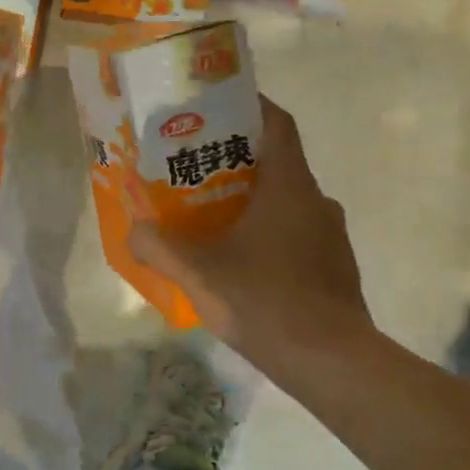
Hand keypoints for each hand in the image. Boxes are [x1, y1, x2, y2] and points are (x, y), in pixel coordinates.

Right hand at [130, 97, 371, 355]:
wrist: (332, 363)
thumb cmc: (266, 300)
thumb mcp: (199, 272)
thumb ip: (160, 247)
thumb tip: (134, 230)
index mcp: (290, 186)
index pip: (277, 123)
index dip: (250, 106)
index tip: (217, 106)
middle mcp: (316, 200)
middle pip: (276, 162)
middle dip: (236, 160)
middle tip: (194, 169)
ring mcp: (330, 236)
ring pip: (287, 202)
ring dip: (252, 201)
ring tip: (212, 217)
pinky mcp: (334, 267)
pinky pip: (297, 235)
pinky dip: (269, 235)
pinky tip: (241, 263)